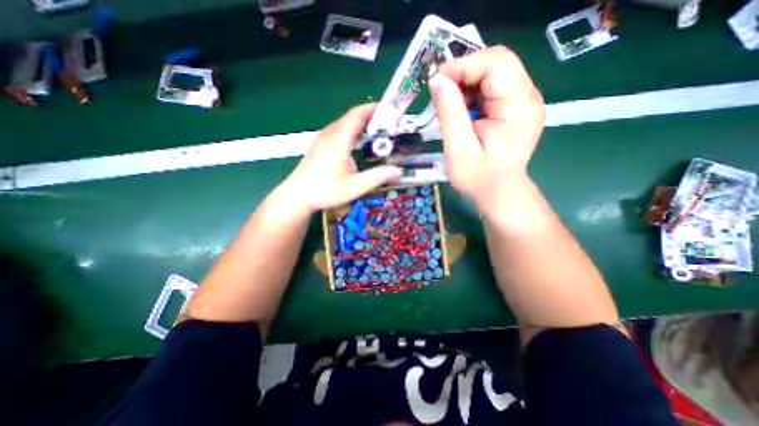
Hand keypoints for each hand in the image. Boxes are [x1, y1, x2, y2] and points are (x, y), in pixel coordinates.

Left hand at [274, 103, 402, 216]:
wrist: (296, 197)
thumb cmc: (325, 191)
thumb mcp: (355, 187)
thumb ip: (377, 177)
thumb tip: (398, 171)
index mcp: (339, 140)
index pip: (357, 115)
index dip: (373, 108)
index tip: (388, 109)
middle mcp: (330, 135)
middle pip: (351, 117)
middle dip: (370, 116)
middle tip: (387, 124)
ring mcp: (322, 140)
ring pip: (344, 124)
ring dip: (360, 124)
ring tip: (376, 132)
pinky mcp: (319, 146)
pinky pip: (338, 131)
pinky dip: (351, 131)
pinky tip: (357, 143)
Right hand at [426, 46, 545, 215]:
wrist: (499, 193)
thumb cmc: (478, 178)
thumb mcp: (459, 149)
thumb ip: (450, 113)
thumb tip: (437, 80)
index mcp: (519, 107)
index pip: (494, 64)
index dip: (462, 66)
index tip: (436, 81)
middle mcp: (527, 97)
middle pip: (497, 62)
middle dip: (464, 71)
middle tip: (441, 91)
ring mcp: (523, 101)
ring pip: (494, 72)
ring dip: (467, 82)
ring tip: (450, 105)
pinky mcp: (515, 108)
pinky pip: (493, 87)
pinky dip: (473, 92)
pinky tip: (462, 111)